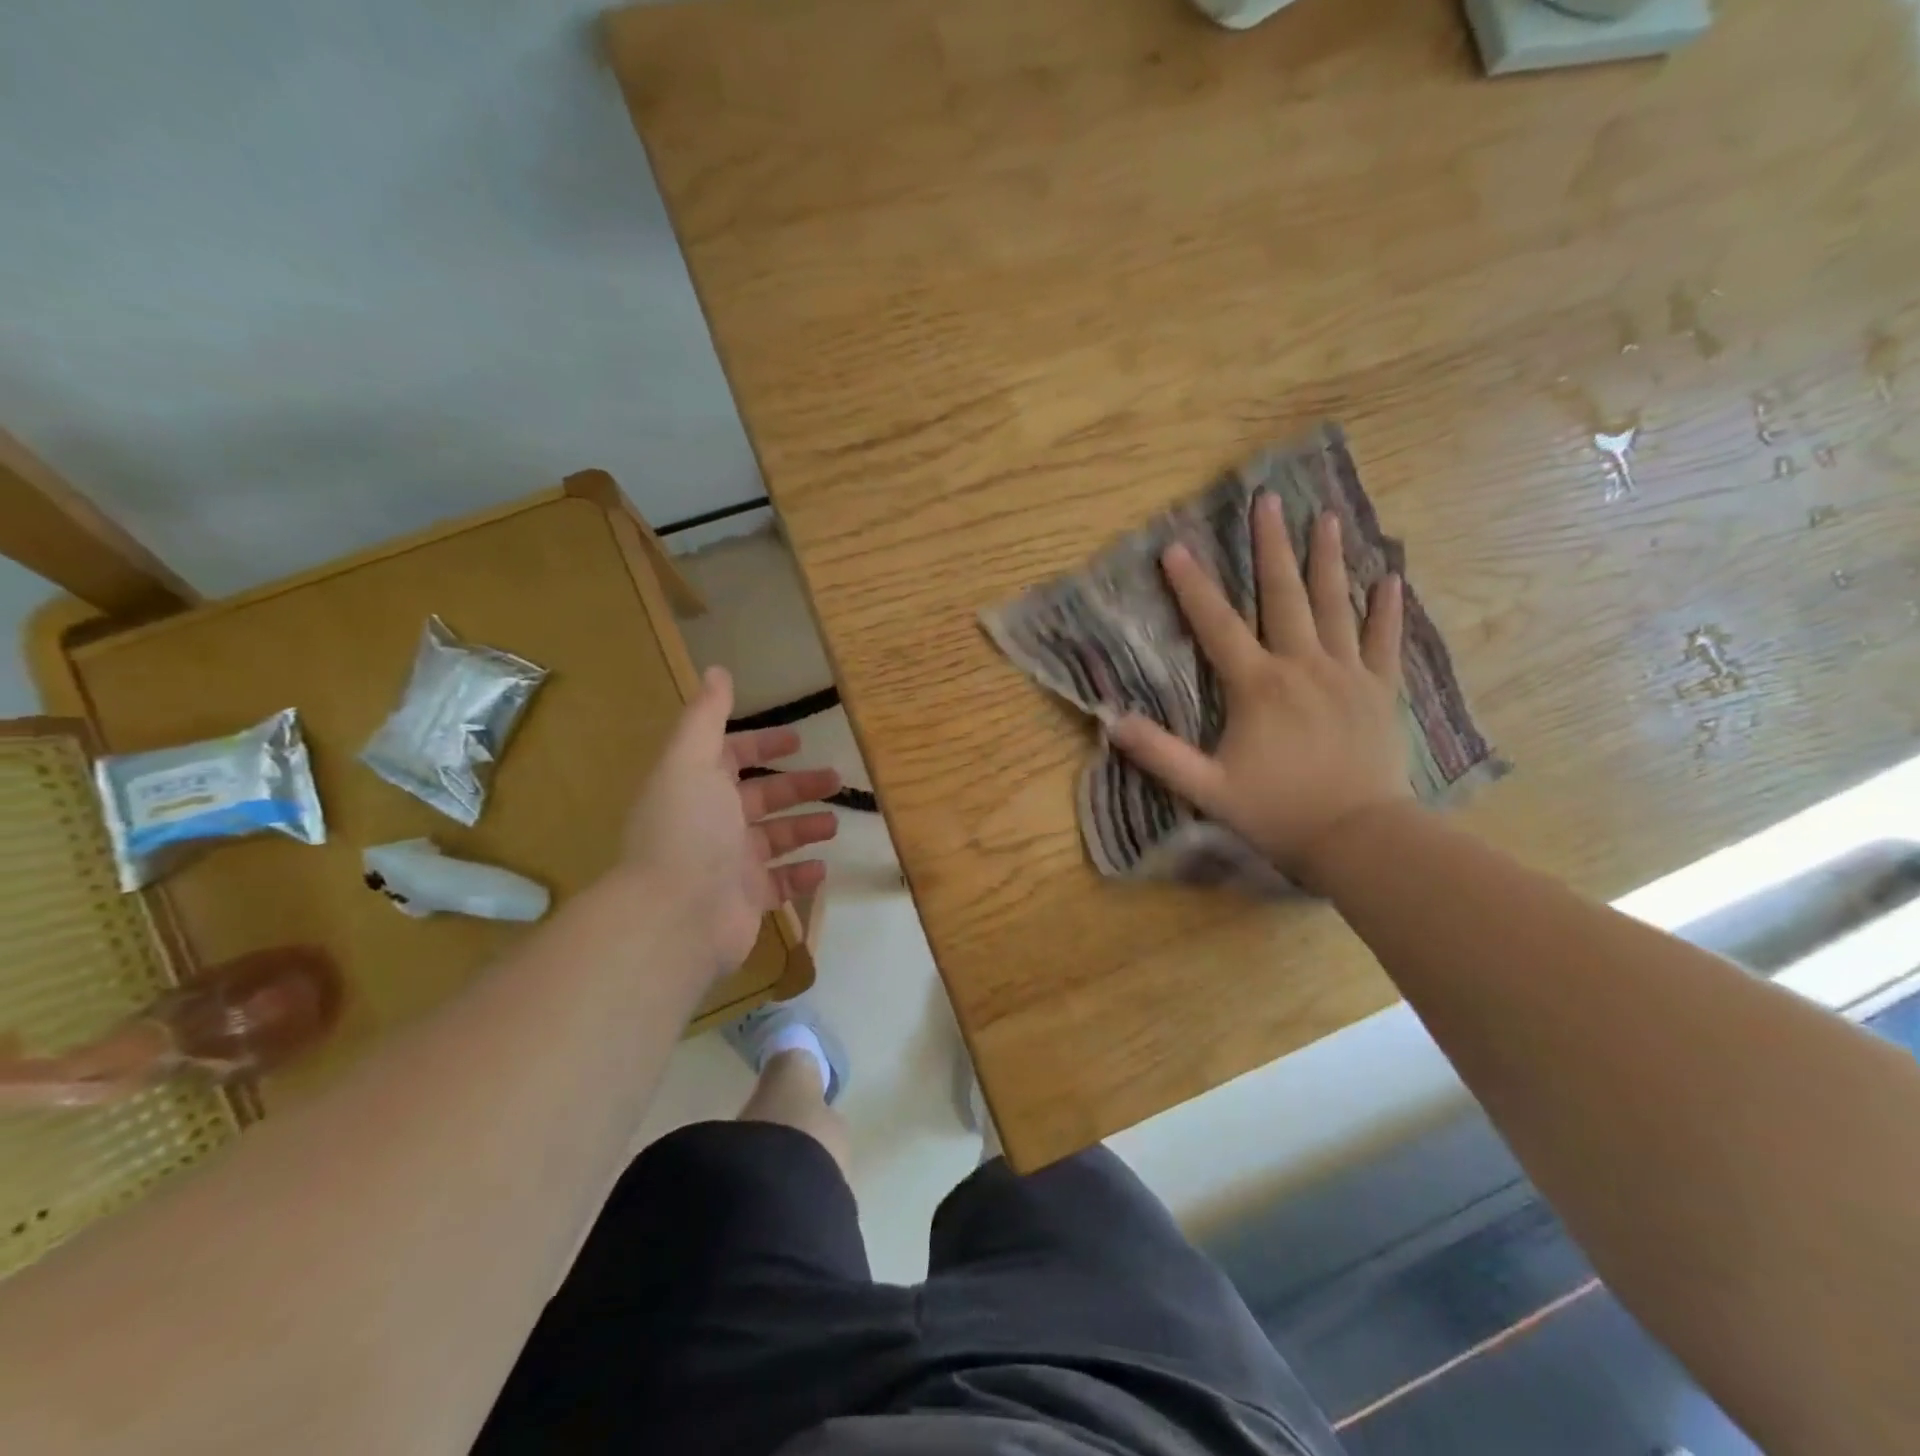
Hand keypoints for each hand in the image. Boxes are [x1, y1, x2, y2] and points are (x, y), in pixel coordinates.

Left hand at [622, 667, 840, 974]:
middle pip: (761, 797)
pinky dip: (801, 875)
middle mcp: (711, 823)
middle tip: (836, 778)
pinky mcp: (745, 901)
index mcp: (696, 786)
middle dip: (797, 786)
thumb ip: (706, 717)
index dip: (762, 745)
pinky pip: (779, 884)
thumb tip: (717, 670)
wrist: (676, 917)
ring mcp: (728, 865)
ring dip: (804, 828)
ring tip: (835, 823)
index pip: (731, 757)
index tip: (798, 740)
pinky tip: (823, 867)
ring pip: (774, 839)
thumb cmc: (687, 830)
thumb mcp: (691, 761)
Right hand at [1108, 497, 1412, 882]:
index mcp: (1258, 686)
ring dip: (1328, 559)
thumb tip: (1112, 722)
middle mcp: (1302, 666)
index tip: (1175, 546)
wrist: (1359, 838)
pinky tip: (1389, 576)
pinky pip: (1384, 641)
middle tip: (1267, 500)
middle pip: (1283, 596)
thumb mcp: (1207, 788)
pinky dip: (1386, 609)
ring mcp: (1347, 674)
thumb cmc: (1278, 812)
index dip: (1193, 586)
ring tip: (1327, 516)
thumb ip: (1159, 754)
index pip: (1217, 625)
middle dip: (1271, 546)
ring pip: (1336, 605)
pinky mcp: (1380, 691)